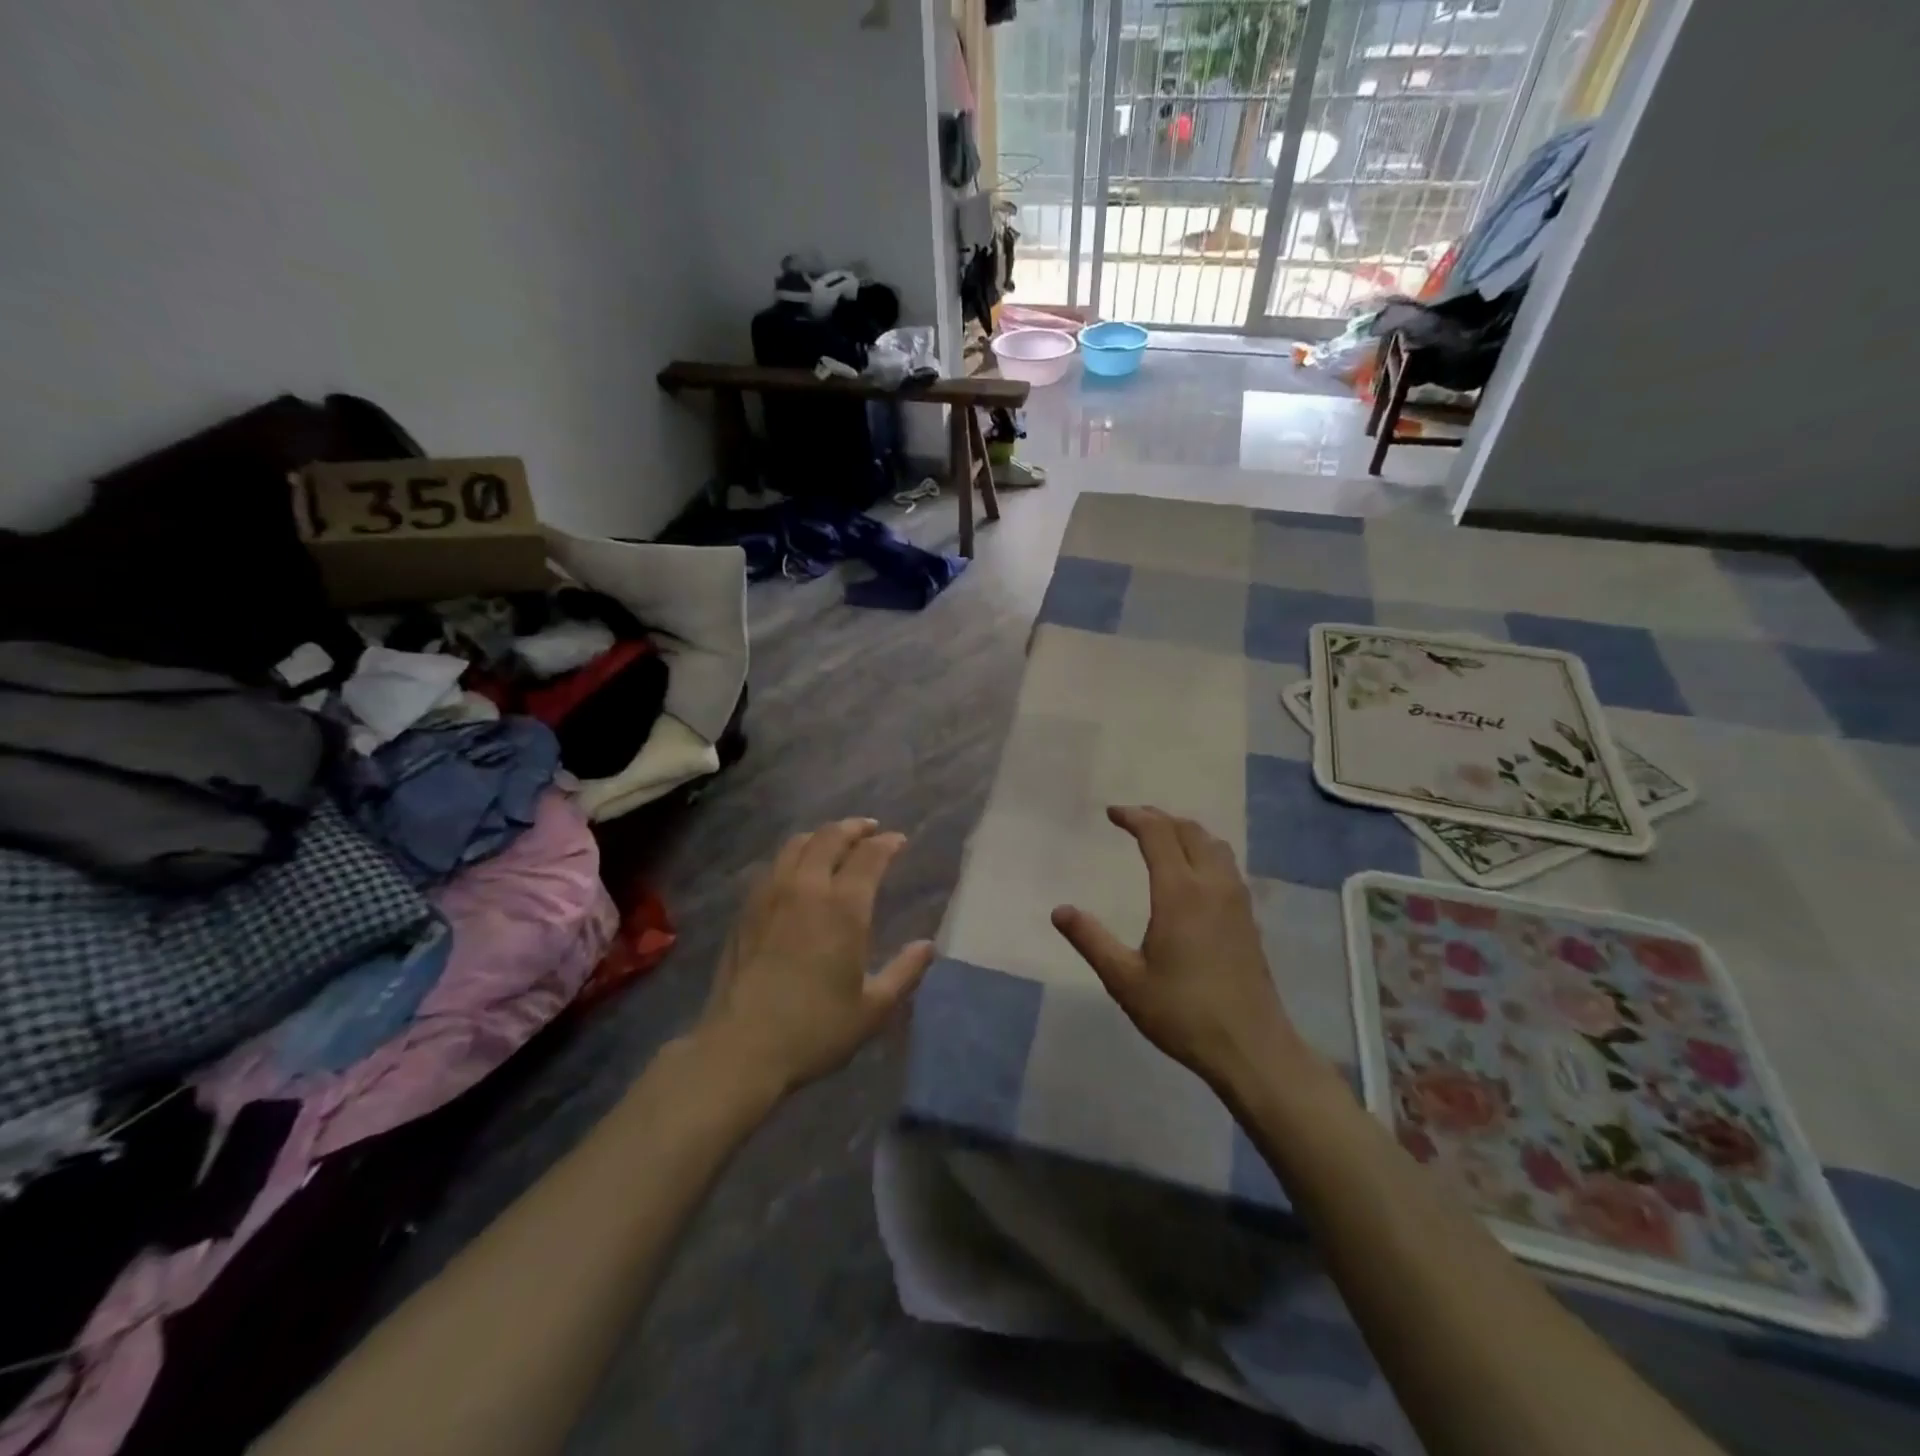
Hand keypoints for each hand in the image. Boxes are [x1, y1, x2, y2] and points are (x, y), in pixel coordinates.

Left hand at [695, 818, 933, 1097]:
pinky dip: (792, 856)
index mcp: (843, 907)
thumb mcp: (872, 1008)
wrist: (741, 1048)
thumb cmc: (815, 1030)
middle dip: (854, 828)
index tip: (899, 841)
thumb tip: (928, 946)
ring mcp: (770, 895)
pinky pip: (773, 865)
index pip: (869, 856)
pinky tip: (796, 871)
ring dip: (821, 836)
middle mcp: (806, 888)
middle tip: (869, 830)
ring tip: (833, 842)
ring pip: (796, 844)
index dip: (887, 843)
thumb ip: (904, 972)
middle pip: (830, 837)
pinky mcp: (746, 910)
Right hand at [1051, 806, 1300, 1088]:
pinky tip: (1192, 873)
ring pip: (1214, 845)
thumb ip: (1091, 940)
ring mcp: (1236, 901)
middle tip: (1132, 820)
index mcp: (1180, 893)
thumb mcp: (1125, 980)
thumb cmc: (1182, 1013)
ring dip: (1186, 832)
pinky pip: (1226, 865)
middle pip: (1189, 831)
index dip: (1134, 817)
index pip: (1158, 834)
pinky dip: (1204, 851)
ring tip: (1162, 838)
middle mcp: (1212, 885)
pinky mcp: (1248, 918)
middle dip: (1159, 818)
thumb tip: (1059, 911)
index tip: (1111, 814)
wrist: (1251, 1048)